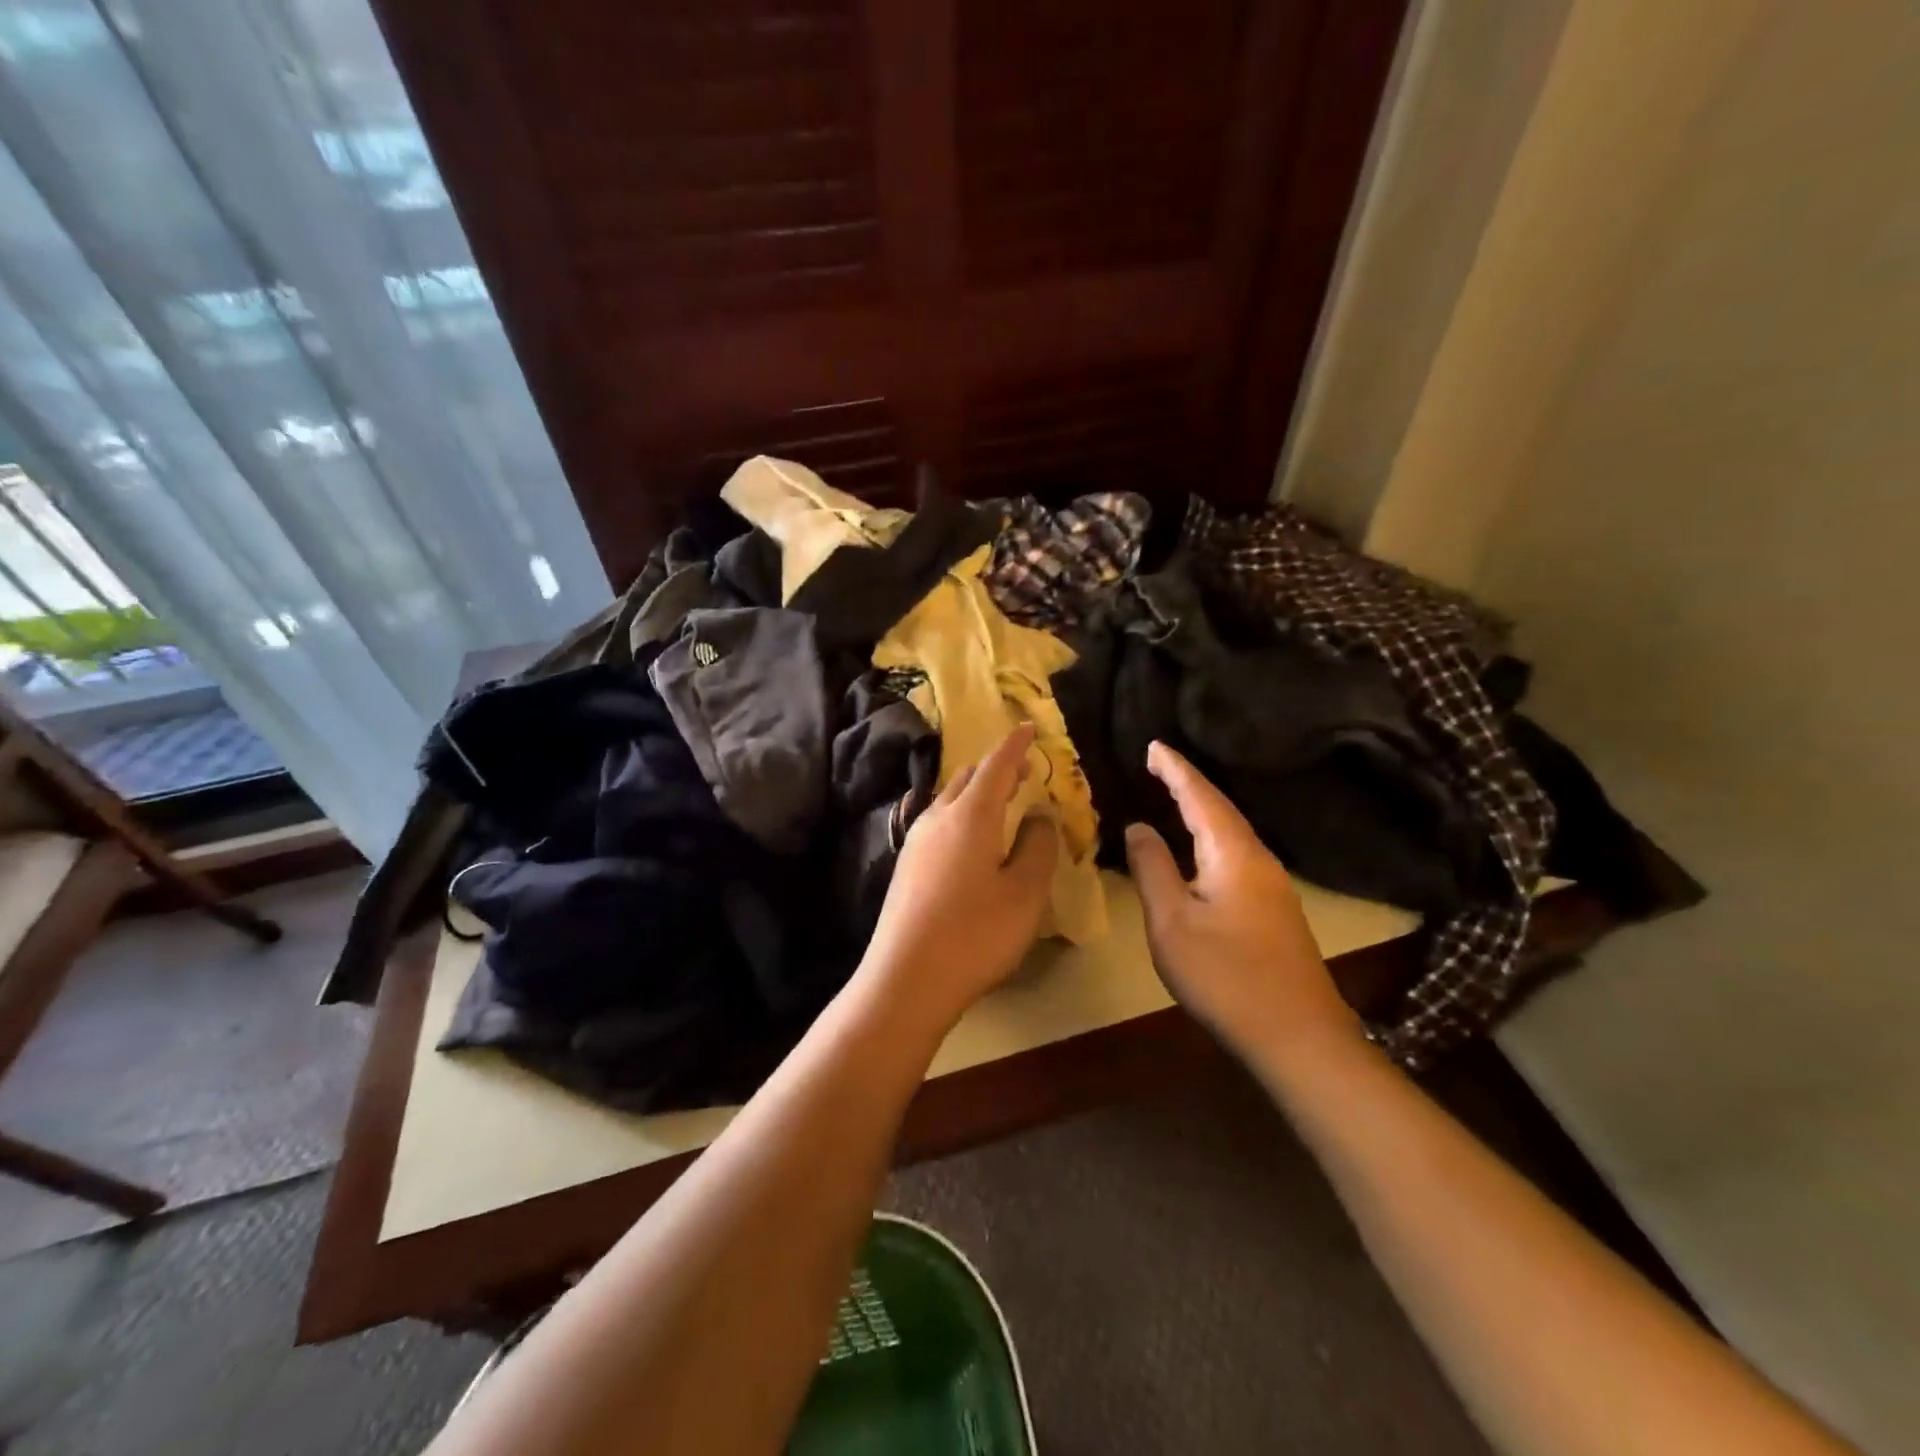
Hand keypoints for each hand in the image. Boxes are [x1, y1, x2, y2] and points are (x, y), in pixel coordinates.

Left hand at [856, 725, 1058, 1034]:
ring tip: (1001, 804)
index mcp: (969, 814)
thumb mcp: (1024, 892)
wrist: (906, 978)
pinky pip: (939, 823)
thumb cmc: (976, 933)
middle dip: (996, 768)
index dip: (1015, 745)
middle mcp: (937, 817)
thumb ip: (1037, 846)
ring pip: (949, 799)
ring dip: (977, 792)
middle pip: (968, 777)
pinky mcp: (906, 867)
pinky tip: (972, 842)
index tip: (1029, 727)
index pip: (996, 765)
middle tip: (1023, 773)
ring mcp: (916, 842)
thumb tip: (1038, 815)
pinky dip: (962, 815)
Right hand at [1125, 742, 1357, 1066]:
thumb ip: (1153, 869)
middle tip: (1159, 764)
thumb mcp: (1172, 923)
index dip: (1176, 769)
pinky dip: (1212, 836)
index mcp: (1233, 853)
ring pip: (1232, 832)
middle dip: (1189, 783)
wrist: (1299, 1037)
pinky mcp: (1276, 910)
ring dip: (1202, 809)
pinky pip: (1237, 854)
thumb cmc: (1226, 976)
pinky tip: (1202, 848)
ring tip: (1174, 796)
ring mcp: (1273, 886)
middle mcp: (1259, 859)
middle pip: (1221, 809)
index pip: (1200, 796)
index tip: (1153, 745)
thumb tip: (1139, 826)